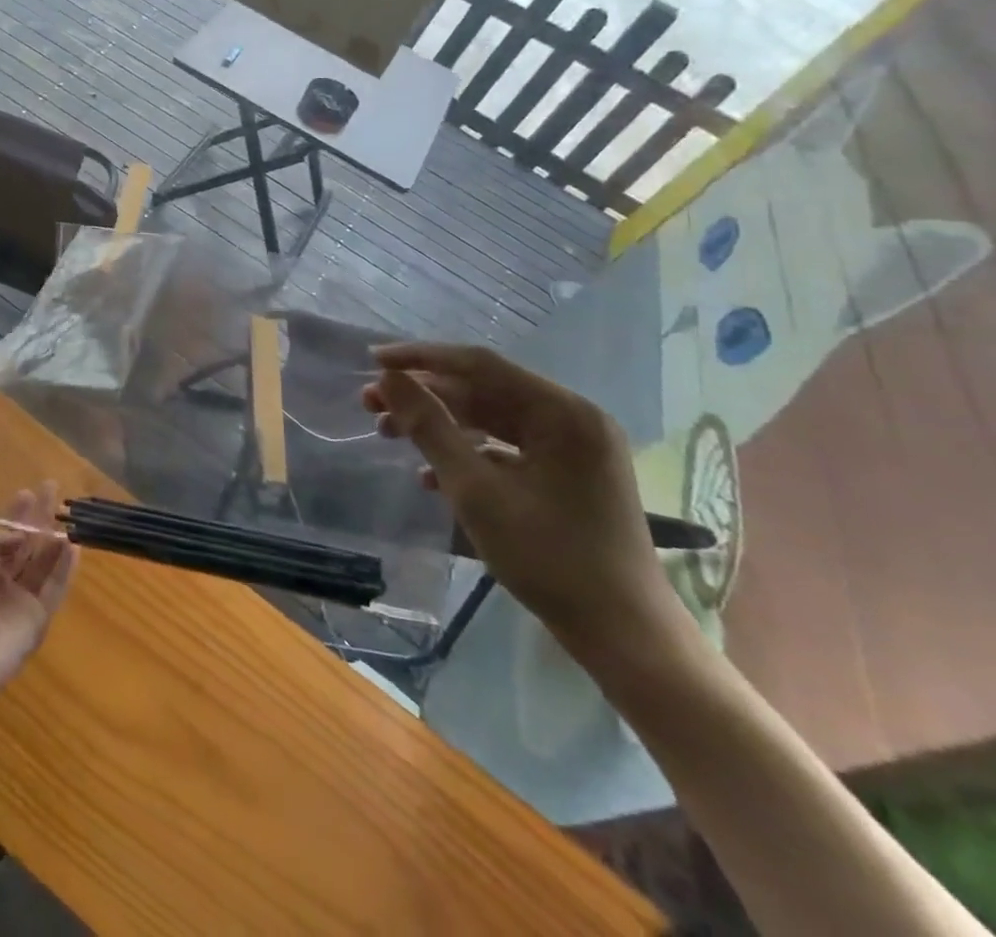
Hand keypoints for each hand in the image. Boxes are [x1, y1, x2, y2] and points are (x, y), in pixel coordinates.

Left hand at [0, 483, 76, 693]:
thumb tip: (16, 534)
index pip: (2, 536)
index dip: (15, 515)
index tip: (28, 493)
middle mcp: (0, 581)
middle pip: (26, 545)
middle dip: (38, 518)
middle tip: (53, 490)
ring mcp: (20, 600)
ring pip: (43, 563)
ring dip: (55, 539)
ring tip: (68, 515)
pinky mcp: (39, 618)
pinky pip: (55, 588)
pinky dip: (65, 568)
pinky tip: (74, 545)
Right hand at [363, 344, 675, 656]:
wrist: (624, 636)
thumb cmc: (549, 557)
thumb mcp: (476, 490)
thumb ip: (429, 427)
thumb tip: (388, 378)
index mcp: (561, 412)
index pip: (479, 364)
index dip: (421, 358)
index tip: (373, 361)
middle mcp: (571, 418)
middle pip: (484, 390)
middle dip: (425, 396)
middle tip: (371, 404)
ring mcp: (573, 449)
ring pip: (492, 419)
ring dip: (440, 425)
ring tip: (389, 434)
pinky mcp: (569, 476)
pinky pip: (508, 449)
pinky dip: (467, 454)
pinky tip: (429, 477)